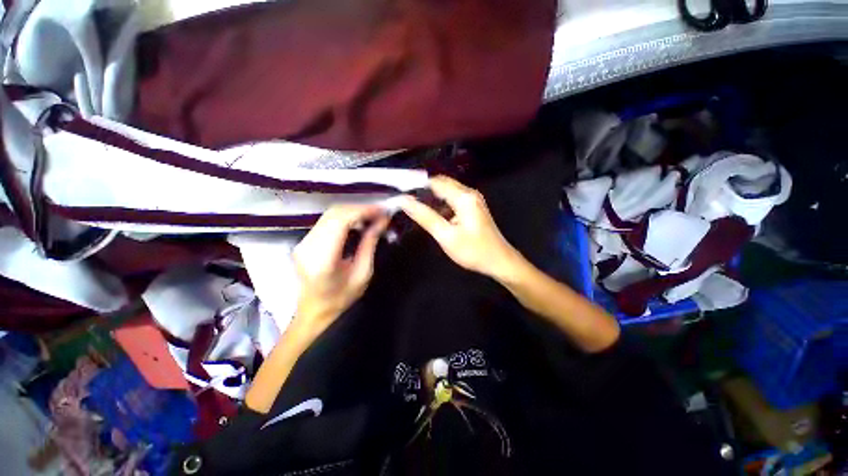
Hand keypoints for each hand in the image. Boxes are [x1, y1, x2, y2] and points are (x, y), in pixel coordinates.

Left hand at [292, 204, 389, 336]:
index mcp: (322, 259)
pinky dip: (345, 217)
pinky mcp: (304, 241)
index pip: (340, 222)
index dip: (362, 211)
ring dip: (353, 211)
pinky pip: (326, 221)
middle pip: (334, 214)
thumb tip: (382, 221)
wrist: (314, 311)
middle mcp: (307, 246)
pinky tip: (358, 222)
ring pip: (329, 214)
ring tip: (372, 216)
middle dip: (360, 209)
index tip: (382, 211)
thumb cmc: (341, 298)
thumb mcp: (363, 274)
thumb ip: (370, 244)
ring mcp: (303, 242)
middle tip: (380, 213)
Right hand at [399, 176, 518, 278]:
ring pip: (447, 192)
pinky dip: (441, 204)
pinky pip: (453, 199)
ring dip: (432, 197)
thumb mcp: (446, 236)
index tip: (400, 192)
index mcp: (463, 197)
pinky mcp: (473, 207)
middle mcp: (469, 193)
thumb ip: (425, 217)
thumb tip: (404, 201)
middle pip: (442, 184)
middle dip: (423, 190)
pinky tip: (433, 215)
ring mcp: (473, 200)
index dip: (416, 185)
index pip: (435, 182)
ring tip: (416, 208)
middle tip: (406, 201)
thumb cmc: (473, 251)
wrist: (499, 261)